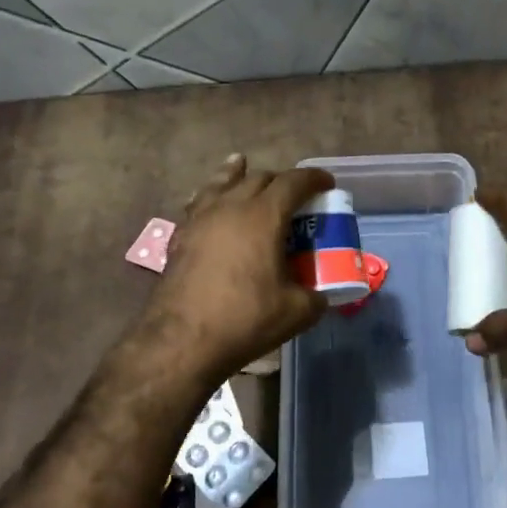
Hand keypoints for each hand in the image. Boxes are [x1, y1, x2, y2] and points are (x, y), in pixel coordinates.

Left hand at [139, 155, 334, 381]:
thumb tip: (321, 295)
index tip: (327, 182)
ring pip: (221, 182)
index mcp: (263, 216)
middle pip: (258, 178)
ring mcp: (200, 219)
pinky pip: (199, 203)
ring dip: (238, 175)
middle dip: (280, 180)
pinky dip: (212, 197)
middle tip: (294, 195)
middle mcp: (230, 206)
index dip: (314, 179)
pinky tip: (211, 207)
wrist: (181, 341)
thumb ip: (315, 296)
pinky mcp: (179, 236)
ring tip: (242, 167)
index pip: (293, 182)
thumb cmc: (244, 320)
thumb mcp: (296, 312)